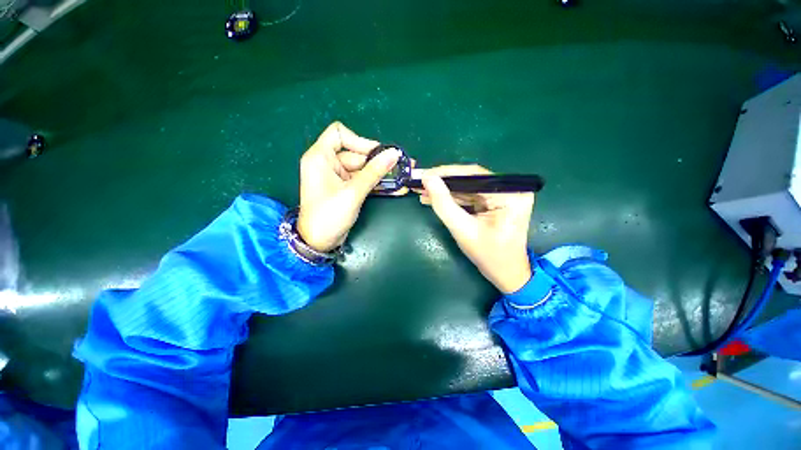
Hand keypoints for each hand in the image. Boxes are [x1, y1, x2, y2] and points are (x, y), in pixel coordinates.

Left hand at [297, 122, 401, 251]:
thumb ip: (374, 172)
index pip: (339, 133)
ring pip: (363, 169)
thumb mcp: (352, 192)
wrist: (319, 243)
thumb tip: (394, 154)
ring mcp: (338, 177)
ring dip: (382, 174)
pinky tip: (395, 187)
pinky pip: (364, 180)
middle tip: (402, 165)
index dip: (359, 140)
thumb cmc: (329, 216)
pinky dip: (377, 184)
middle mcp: (328, 163)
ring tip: (404, 176)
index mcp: (320, 157)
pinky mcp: (346, 188)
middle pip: (356, 153)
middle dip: (379, 161)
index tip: (377, 154)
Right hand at [416, 165, 534, 292]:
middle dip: (443, 182)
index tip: (424, 174)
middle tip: (420, 182)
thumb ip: (444, 204)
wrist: (506, 274)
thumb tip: (428, 179)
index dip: (446, 173)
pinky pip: (470, 196)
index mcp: (509, 195)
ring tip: (422, 191)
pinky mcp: (495, 202)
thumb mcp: (462, 230)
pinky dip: (452, 198)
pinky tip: (434, 198)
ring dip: (445, 190)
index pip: (474, 175)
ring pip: (467, 187)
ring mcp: (503, 195)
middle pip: (470, 180)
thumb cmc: (488, 256)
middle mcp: (510, 190)